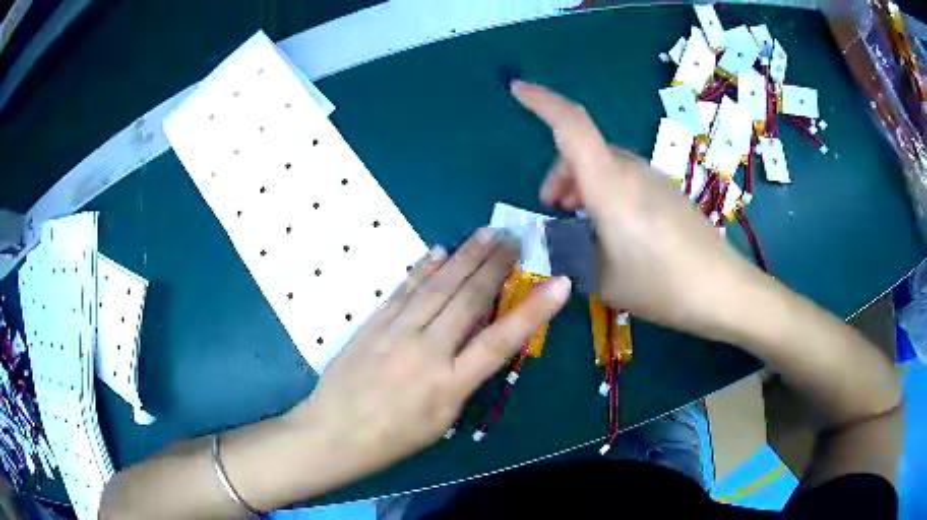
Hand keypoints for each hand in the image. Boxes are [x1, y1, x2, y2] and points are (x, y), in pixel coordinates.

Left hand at [286, 229, 570, 480]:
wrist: (334, 433)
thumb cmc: (393, 439)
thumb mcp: (442, 421)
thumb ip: (462, 379)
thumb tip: (474, 342)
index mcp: (450, 385)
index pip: (501, 341)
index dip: (534, 311)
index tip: (559, 283)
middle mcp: (426, 351)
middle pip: (468, 299)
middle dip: (495, 265)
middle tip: (515, 239)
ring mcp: (396, 332)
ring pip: (437, 286)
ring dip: (465, 256)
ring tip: (486, 233)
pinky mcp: (373, 324)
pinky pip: (404, 290)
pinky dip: (423, 268)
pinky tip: (439, 251)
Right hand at [512, 81, 754, 335]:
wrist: (721, 289)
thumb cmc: (660, 285)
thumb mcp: (602, 278)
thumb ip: (571, 252)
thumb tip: (558, 239)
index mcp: (610, 185)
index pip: (571, 125)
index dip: (541, 102)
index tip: (517, 89)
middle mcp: (631, 170)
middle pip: (584, 149)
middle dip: (560, 172)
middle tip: (554, 209)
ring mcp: (653, 177)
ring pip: (605, 163)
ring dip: (583, 183)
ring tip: (581, 221)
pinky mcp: (667, 190)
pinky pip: (626, 177)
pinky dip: (606, 190)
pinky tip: (614, 227)